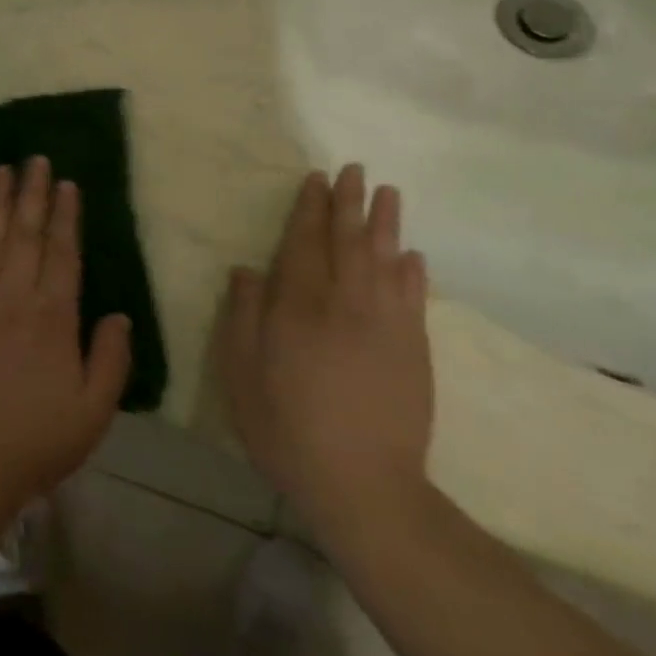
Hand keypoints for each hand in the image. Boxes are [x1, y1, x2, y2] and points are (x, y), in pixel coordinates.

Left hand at [0, 157, 132, 504]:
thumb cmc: (38, 437)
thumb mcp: (95, 409)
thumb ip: (112, 358)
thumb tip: (120, 314)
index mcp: (54, 315)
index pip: (62, 251)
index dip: (65, 214)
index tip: (66, 183)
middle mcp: (15, 295)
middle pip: (25, 232)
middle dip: (31, 192)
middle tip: (35, 158)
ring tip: (1, 169)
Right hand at [219, 165, 433, 540]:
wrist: (362, 485)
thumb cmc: (286, 427)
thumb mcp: (241, 373)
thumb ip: (243, 315)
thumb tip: (247, 269)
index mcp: (298, 306)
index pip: (304, 243)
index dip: (309, 209)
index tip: (316, 179)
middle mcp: (344, 303)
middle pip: (347, 241)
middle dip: (350, 203)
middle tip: (355, 170)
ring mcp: (386, 325)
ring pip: (385, 260)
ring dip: (386, 224)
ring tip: (389, 193)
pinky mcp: (414, 350)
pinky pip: (414, 298)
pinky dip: (413, 271)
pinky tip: (412, 254)